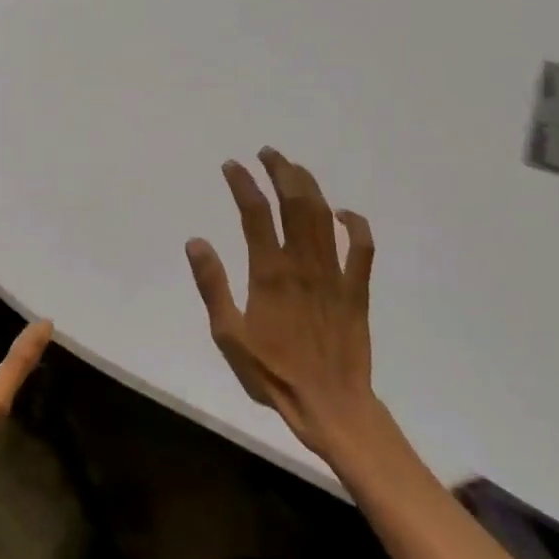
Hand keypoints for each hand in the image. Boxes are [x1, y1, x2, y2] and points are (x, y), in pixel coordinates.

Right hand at [185, 148, 378, 458]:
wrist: (330, 405)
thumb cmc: (273, 373)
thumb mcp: (228, 334)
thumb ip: (212, 286)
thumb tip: (196, 242)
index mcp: (269, 273)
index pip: (255, 214)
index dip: (243, 184)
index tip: (231, 165)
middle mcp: (303, 264)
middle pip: (295, 203)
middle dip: (280, 171)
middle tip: (267, 153)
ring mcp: (334, 274)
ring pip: (324, 216)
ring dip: (309, 186)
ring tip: (293, 168)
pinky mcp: (356, 289)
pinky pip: (362, 248)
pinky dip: (355, 224)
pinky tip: (343, 213)